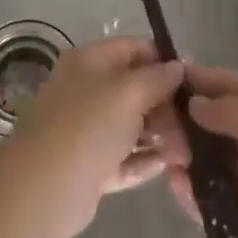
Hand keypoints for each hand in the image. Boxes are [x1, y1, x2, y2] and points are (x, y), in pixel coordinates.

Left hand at [4, 38, 186, 237]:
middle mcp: (88, 90)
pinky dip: (145, 161)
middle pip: (136, 89)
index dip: (163, 60)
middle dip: (167, 106)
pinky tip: (168, 166)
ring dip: (161, 136)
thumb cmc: (87, 126)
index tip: (193, 80)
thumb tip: (177, 67)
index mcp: (90, 62)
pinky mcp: (91, 166)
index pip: (134, 49)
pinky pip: (125, 158)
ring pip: (132, 126)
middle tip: (194, 125)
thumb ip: (157, 78)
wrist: (43, 188)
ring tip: (187, 152)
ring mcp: (88, 130)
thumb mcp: (128, 92)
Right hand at [165, 66, 237, 237]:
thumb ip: (222, 108)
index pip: (234, 86)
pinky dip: (193, 194)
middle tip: (155, 121)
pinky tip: (174, 183)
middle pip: (219, 126)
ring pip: (213, 164)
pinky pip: (212, 202)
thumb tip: (195, 104)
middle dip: (189, 123)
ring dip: (188, 158)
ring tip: (162, 152)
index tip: (168, 77)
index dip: (203, 81)